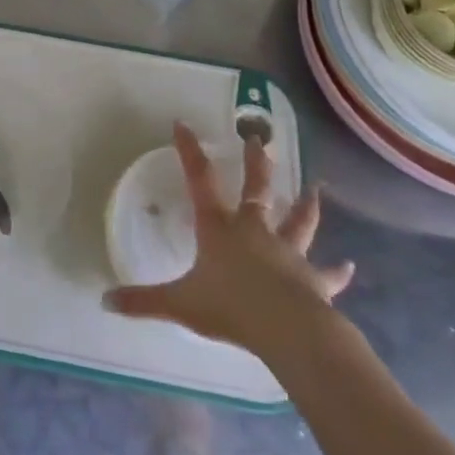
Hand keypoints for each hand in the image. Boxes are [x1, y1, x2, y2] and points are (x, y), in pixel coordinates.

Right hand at [104, 121, 354, 356]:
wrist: (287, 330)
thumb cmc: (230, 308)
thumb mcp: (179, 304)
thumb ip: (142, 302)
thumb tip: (104, 301)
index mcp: (220, 229)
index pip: (200, 181)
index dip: (190, 152)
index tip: (183, 125)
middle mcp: (254, 231)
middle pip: (256, 189)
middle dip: (256, 163)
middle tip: (259, 140)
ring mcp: (287, 253)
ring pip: (298, 221)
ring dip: (306, 205)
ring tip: (316, 188)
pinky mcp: (313, 279)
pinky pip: (327, 273)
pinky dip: (337, 271)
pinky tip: (349, 266)